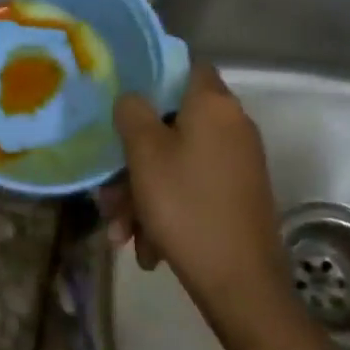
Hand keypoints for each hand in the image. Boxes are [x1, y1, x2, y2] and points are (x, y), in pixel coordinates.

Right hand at [103, 64, 282, 319]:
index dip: (153, 76)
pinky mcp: (238, 195)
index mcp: (214, 105)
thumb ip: (132, 113)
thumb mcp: (145, 154)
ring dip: (142, 194)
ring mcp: (238, 163)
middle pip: (172, 125)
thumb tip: (133, 98)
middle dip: (134, 159)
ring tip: (122, 233)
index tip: (123, 100)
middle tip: (109, 192)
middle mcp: (232, 126)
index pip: (186, 66)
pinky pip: (192, 188)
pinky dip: (166, 210)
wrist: (240, 283)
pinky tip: (147, 247)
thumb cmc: (187, 205)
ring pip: (176, 163)